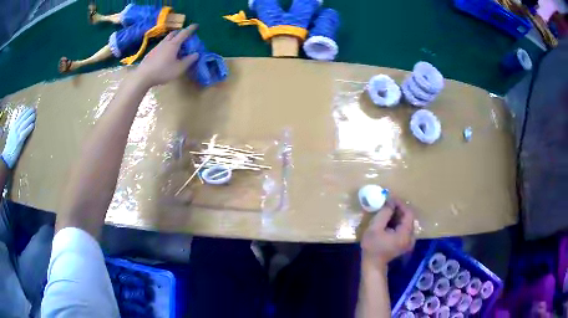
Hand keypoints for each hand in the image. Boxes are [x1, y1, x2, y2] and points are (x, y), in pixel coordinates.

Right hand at [2, 108, 35, 168]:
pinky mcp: (19, 141)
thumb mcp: (11, 133)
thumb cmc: (8, 147)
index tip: (30, 107)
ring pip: (25, 123)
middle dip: (29, 112)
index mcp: (13, 125)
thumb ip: (14, 128)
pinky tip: (32, 125)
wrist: (7, 157)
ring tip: (35, 115)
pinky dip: (29, 128)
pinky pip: (25, 132)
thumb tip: (18, 122)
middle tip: (35, 108)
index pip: (20, 115)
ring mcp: (17, 134)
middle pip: (23, 117)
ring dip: (30, 118)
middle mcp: (15, 127)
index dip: (26, 111)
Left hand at [135, 24, 199, 87]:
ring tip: (176, 45)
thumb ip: (188, 60)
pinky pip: (161, 45)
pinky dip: (166, 46)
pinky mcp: (151, 53)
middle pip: (173, 33)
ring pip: (166, 39)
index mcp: (173, 44)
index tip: (196, 25)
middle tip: (185, 35)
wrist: (142, 76)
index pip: (184, 33)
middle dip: (180, 32)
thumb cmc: (162, 72)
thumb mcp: (179, 68)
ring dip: (172, 39)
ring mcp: (156, 47)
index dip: (191, 29)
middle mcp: (165, 43)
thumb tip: (196, 54)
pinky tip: (165, 54)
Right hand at [361, 196, 414, 269]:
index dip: (400, 204)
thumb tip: (390, 202)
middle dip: (399, 209)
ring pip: (406, 223)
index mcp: (406, 233)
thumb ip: (384, 213)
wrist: (373, 265)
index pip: (408, 213)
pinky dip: (398, 222)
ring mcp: (409, 241)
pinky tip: (389, 221)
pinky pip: (404, 229)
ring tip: (387, 211)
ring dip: (398, 215)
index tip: (390, 198)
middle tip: (388, 203)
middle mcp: (411, 237)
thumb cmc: (372, 247)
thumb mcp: (375, 228)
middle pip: (409, 218)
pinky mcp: (405, 243)